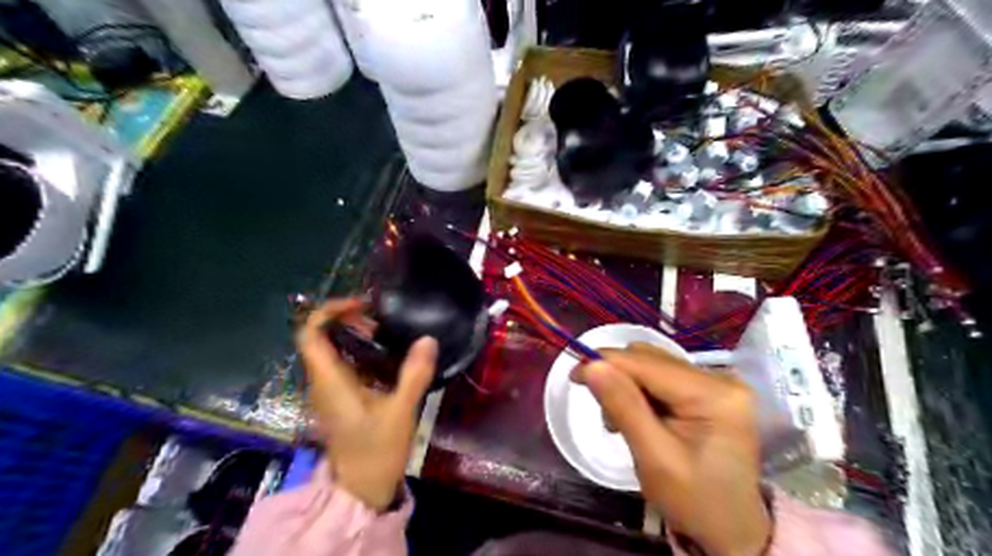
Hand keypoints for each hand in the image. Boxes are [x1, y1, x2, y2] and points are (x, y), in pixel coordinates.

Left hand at [293, 298, 433, 510]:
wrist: (363, 488)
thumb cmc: (377, 450)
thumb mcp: (401, 411)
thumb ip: (414, 375)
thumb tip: (428, 339)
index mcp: (330, 381)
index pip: (310, 334)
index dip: (329, 311)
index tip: (362, 305)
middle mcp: (323, 382)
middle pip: (322, 338)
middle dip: (349, 320)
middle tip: (381, 320)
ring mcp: (331, 391)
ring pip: (334, 351)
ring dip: (356, 336)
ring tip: (387, 334)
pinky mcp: (341, 399)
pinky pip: (345, 365)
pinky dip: (362, 352)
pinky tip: (388, 356)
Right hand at [574, 342, 774, 554]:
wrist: (731, 531)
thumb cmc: (694, 501)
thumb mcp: (654, 458)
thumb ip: (623, 406)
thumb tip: (591, 366)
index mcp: (714, 394)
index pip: (647, 363)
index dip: (605, 362)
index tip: (574, 376)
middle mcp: (720, 378)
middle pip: (651, 359)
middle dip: (618, 378)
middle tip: (605, 415)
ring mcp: (718, 383)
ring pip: (654, 365)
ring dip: (628, 386)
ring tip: (621, 422)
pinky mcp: (711, 392)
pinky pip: (664, 377)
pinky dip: (642, 392)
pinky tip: (639, 417)